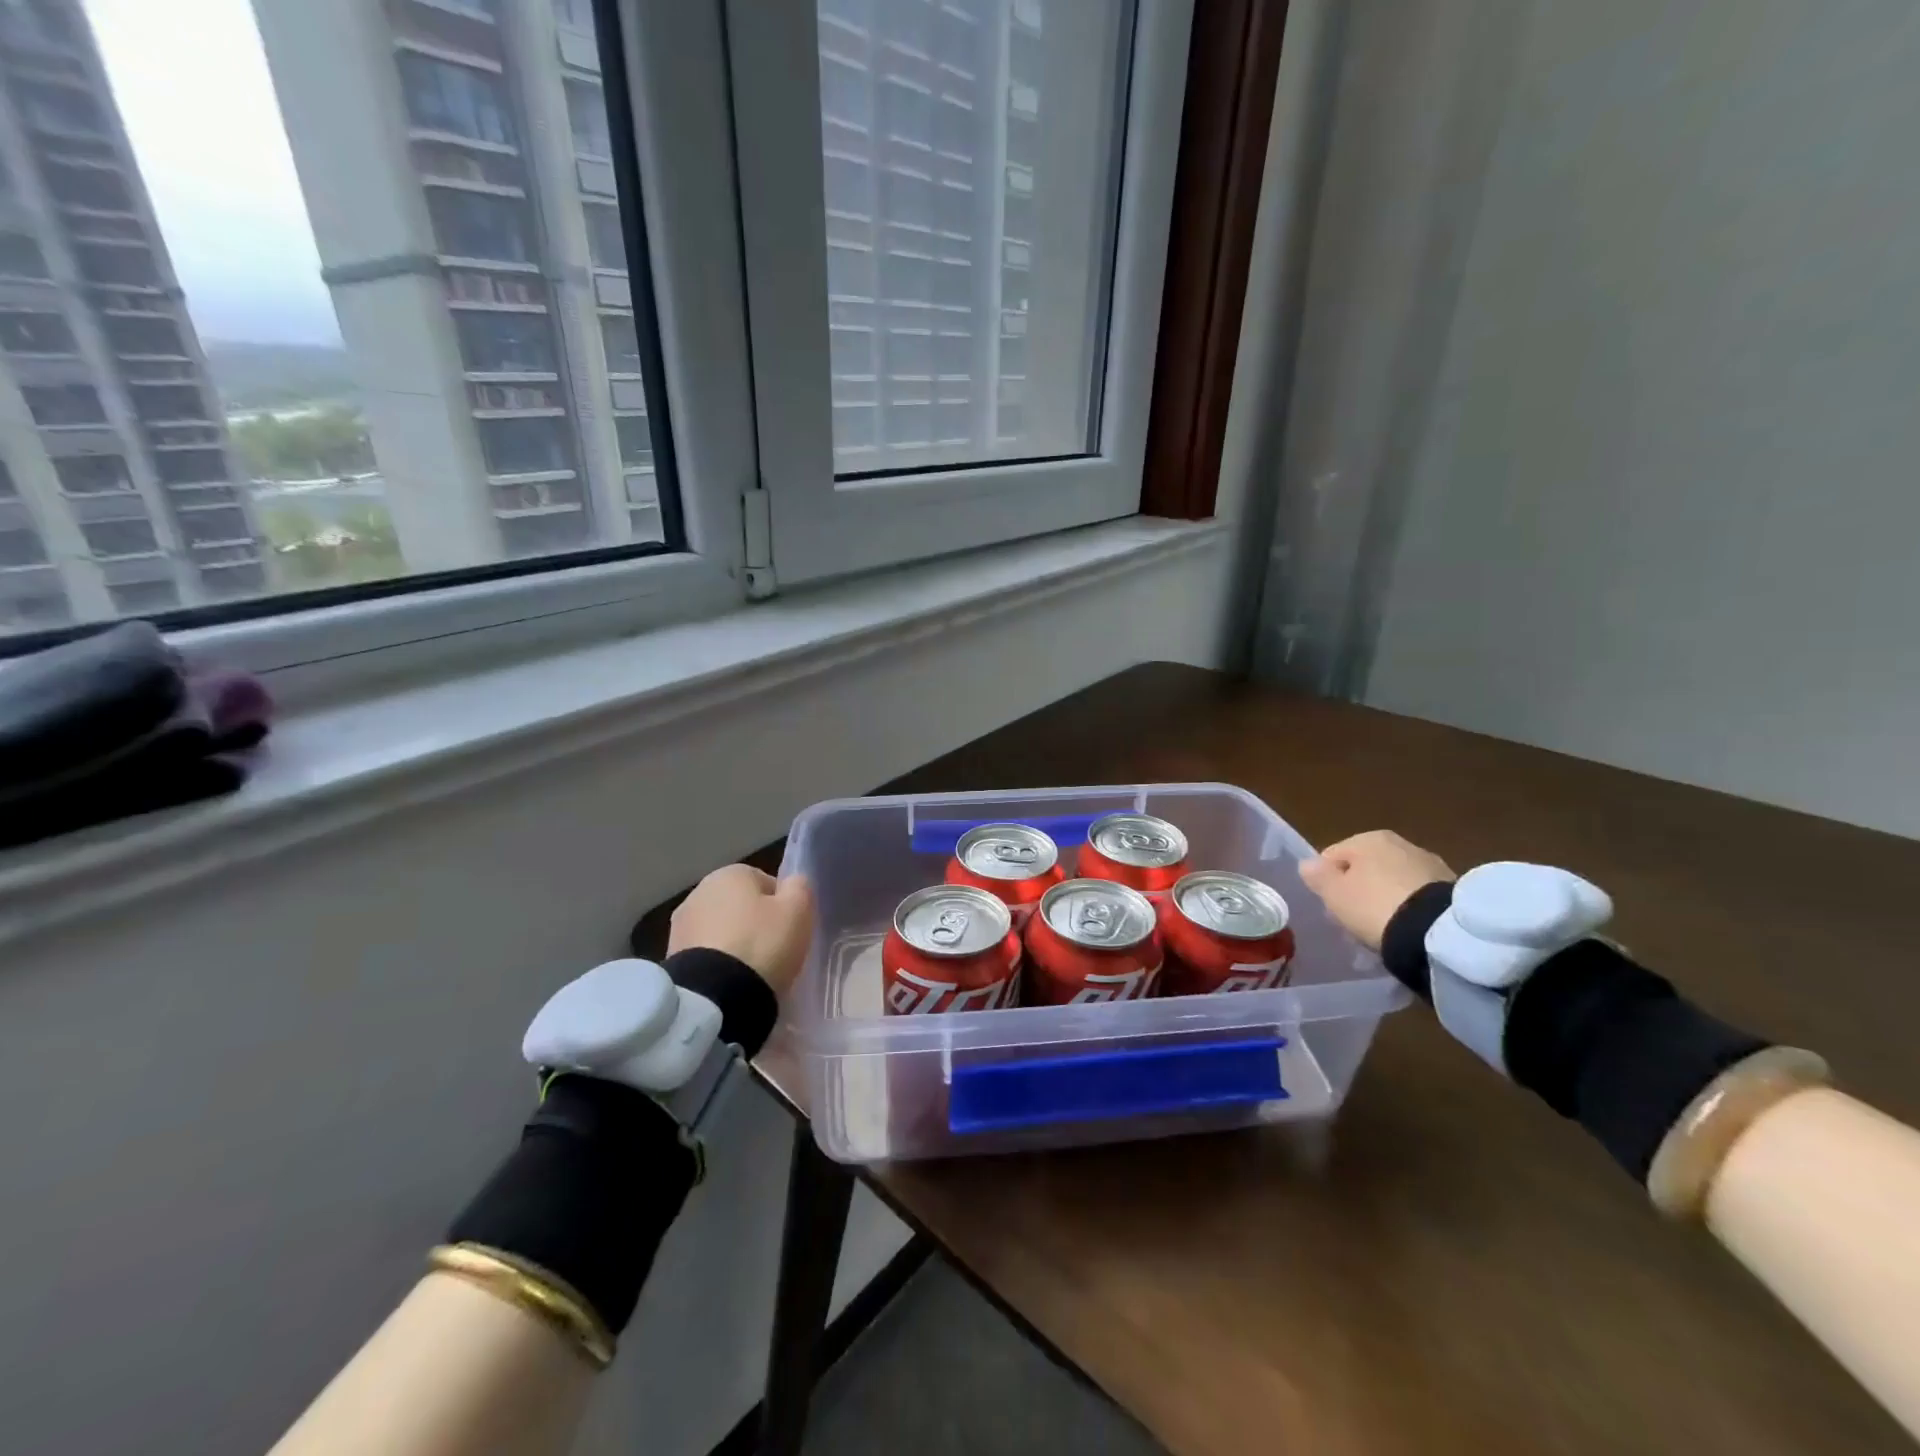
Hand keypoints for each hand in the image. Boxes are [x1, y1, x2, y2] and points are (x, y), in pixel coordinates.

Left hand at [669, 864, 814, 995]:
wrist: (715, 997)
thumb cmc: (763, 944)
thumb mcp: (799, 910)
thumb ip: (800, 887)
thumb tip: (793, 883)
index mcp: (731, 873)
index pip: (767, 883)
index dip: (783, 907)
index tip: (790, 931)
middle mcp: (699, 891)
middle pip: (740, 906)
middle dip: (755, 925)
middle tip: (773, 952)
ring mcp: (680, 925)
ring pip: (721, 931)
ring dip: (734, 945)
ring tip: (751, 972)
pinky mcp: (671, 958)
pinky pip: (706, 955)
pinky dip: (718, 965)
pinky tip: (730, 984)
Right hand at [1299, 831, 1454, 950]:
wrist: (1437, 931)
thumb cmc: (1374, 905)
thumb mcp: (1334, 893)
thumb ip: (1318, 876)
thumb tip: (1308, 864)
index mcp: (1369, 838)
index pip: (1333, 856)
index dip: (1326, 882)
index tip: (1330, 907)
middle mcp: (1401, 843)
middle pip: (1365, 868)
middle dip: (1357, 891)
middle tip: (1353, 919)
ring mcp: (1430, 864)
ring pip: (1392, 882)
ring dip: (1384, 900)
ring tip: (1381, 928)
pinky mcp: (1451, 889)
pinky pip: (1416, 897)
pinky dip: (1408, 908)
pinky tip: (1404, 928)